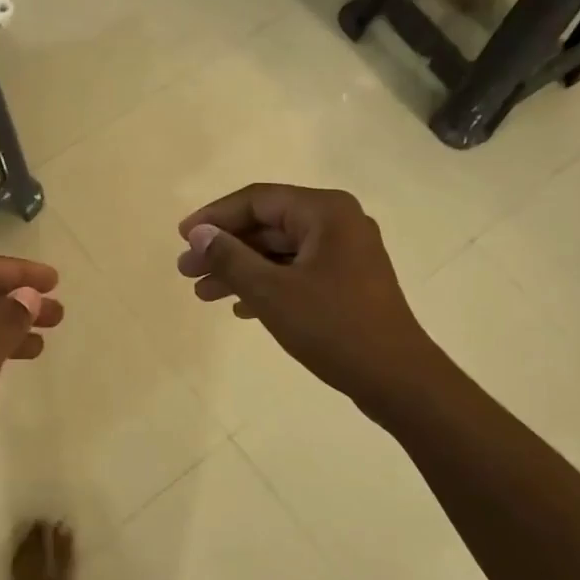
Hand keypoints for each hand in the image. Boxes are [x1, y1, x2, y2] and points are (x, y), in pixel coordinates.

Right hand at [177, 184, 438, 421]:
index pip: (257, 200)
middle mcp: (338, 223)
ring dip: (241, 270)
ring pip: (280, 252)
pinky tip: (240, 308)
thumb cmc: (333, 327)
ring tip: (202, 294)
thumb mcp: (271, 292)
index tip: (182, 238)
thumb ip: (230, 258)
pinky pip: (297, 271)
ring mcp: (346, 253)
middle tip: (186, 271)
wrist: (397, 379)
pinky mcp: (348, 282)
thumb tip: (198, 234)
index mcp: (326, 212)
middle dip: (224, 248)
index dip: (215, 217)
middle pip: (268, 225)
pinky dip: (267, 284)